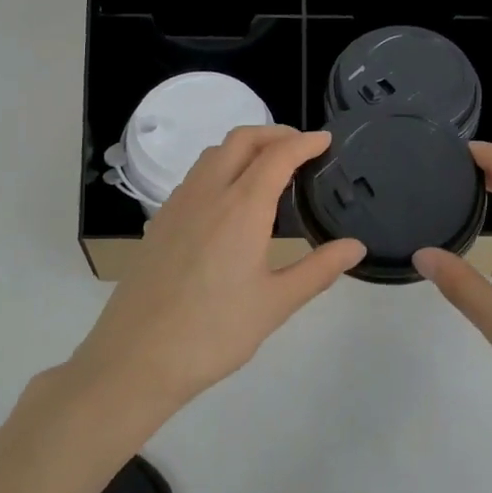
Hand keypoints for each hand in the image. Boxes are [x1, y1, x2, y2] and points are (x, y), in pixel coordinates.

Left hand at [67, 126, 365, 422]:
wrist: (136, 358)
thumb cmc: (214, 333)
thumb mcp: (276, 304)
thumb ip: (319, 270)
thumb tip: (355, 246)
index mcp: (241, 208)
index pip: (278, 156)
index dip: (305, 142)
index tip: (325, 140)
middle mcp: (208, 194)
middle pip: (241, 140)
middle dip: (274, 134)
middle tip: (301, 148)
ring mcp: (178, 205)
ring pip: (213, 154)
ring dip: (245, 147)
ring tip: (268, 168)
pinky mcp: (160, 222)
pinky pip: (195, 176)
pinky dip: (221, 167)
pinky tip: (230, 200)